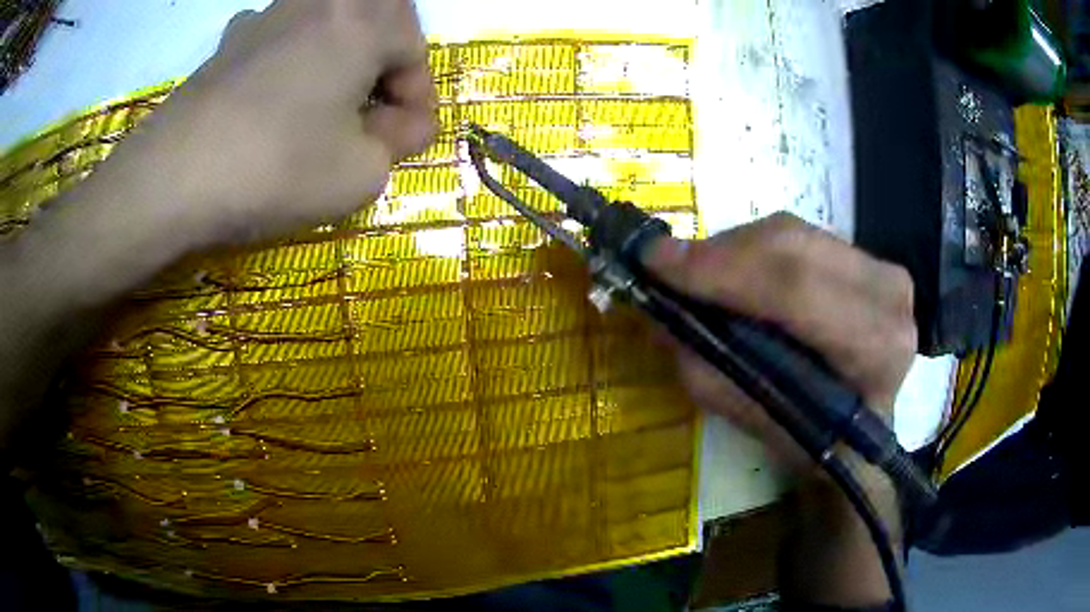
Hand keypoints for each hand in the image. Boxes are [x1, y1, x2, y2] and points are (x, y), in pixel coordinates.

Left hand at [0, 0, 435, 448]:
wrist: (171, 179)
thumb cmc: (276, 168)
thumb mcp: (362, 172)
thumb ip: (400, 141)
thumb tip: (405, 125)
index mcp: (363, 18)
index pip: (414, 49)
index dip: (418, 97)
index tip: (409, 137)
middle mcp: (319, 2)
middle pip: (375, 21)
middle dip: (385, 64)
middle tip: (376, 110)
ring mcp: (267, 16)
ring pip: (326, 24)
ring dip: (338, 57)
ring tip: (325, 104)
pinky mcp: (229, 42)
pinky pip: (278, 37)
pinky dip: (290, 59)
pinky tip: (276, 94)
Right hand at [645, 213, 917, 605]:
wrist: (869, 435)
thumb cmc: (823, 445)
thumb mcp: (764, 425)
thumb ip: (714, 374)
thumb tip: (661, 320)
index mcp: (876, 347)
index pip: (795, 289)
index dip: (721, 271)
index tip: (654, 262)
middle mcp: (888, 295)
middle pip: (791, 246)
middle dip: (718, 254)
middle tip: (665, 265)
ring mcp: (882, 269)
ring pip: (792, 233)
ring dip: (733, 249)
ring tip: (695, 273)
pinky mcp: (868, 258)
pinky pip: (798, 237)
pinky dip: (754, 249)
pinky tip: (732, 270)